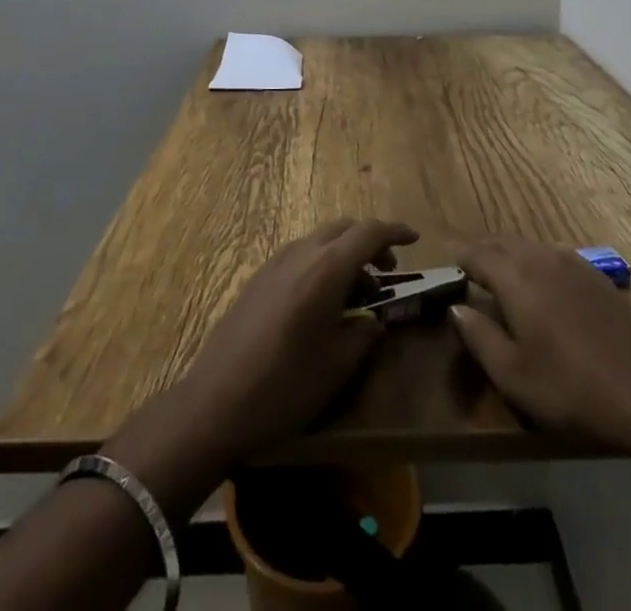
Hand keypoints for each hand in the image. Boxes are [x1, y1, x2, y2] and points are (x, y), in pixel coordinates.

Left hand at [104, 219, 415, 510]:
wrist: (215, 402)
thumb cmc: (285, 385)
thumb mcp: (337, 366)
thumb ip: (364, 334)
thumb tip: (374, 321)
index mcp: (326, 268)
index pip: (369, 232)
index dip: (395, 231)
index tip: (415, 239)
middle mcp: (301, 253)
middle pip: (344, 228)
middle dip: (370, 241)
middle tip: (387, 270)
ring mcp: (275, 262)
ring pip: (321, 240)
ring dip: (344, 254)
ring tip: (358, 293)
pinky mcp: (259, 278)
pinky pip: (301, 255)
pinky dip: (322, 264)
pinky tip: (323, 302)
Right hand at [451, 236, 630, 453]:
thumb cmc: (572, 388)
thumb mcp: (514, 375)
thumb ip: (479, 337)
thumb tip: (456, 307)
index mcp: (516, 276)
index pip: (477, 254)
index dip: (460, 259)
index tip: (447, 266)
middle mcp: (541, 257)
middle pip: (503, 243)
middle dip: (483, 253)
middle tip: (470, 272)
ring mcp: (573, 263)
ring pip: (530, 247)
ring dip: (510, 256)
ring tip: (501, 279)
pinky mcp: (596, 276)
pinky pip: (553, 256)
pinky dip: (536, 263)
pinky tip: (542, 289)